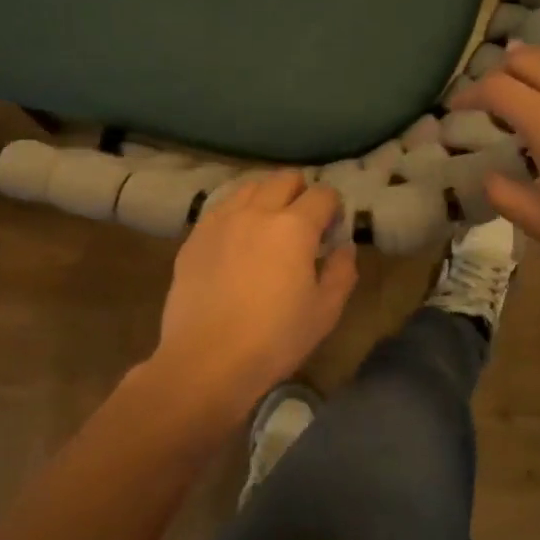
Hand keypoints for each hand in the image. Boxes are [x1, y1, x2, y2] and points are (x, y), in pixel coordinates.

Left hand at [150, 169, 357, 418]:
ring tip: (268, 224)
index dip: (333, 207)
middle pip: (284, 179)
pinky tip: (237, 237)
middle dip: (300, 191)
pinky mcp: (195, 236)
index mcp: (294, 227)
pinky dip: (237, 211)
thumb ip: (341, 272)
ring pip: (249, 186)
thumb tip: (344, 247)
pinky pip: (221, 206)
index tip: (332, 229)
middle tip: (303, 222)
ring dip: (267, 195)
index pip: (322, 194)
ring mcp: (221, 220)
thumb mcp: (324, 312)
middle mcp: (256, 211)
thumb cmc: (274, 339)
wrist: (206, 359)